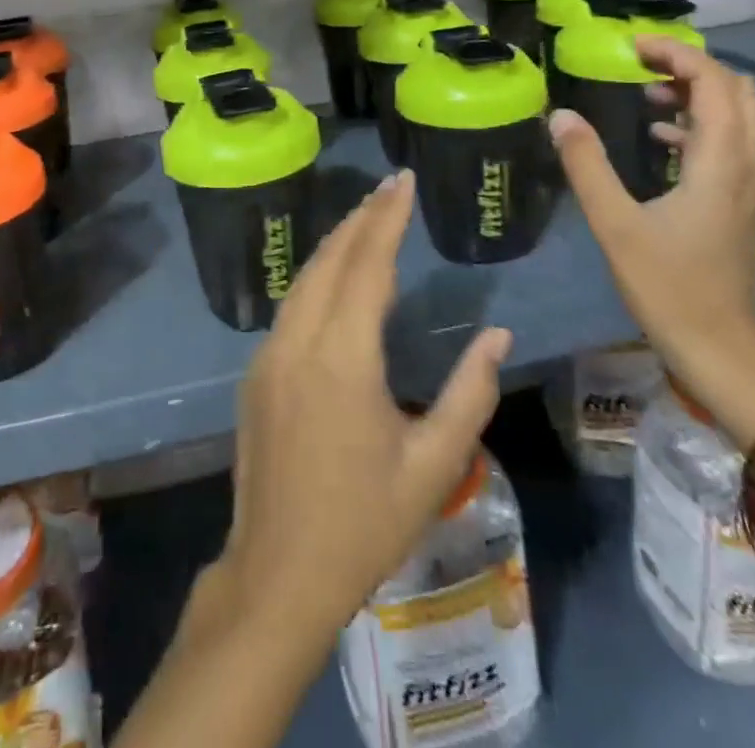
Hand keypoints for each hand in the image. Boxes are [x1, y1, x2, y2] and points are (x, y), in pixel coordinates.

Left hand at [207, 171, 511, 649]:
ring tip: (367, 218)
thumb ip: (470, 393)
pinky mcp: (257, 372)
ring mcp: (269, 354)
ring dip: (336, 244)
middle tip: (390, 188)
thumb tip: (498, 335)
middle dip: (362, 218)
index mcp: (343, 357)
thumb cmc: (364, 523)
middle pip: (330, 260)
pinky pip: (291, 306)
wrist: (278, 573)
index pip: (367, 265)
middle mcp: (299, 341)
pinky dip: (317, 277)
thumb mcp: (433, 465)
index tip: (403, 181)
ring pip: (304, 279)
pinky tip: (335, 277)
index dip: (387, 219)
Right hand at [549, 38, 754, 449]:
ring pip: (740, 118)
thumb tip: (560, 115)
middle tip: (642, 64)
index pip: (714, 83)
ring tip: (646, 93)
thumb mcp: (615, 223)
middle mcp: (748, 165)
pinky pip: (733, 143)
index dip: (676, 54)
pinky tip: (660, 139)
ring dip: (699, 95)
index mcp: (721, 162)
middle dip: (692, 68)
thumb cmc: (667, 286)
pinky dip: (701, 125)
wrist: (720, 350)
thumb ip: (586, 164)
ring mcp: (753, 187)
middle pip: (737, 92)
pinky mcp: (746, 205)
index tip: (632, 46)